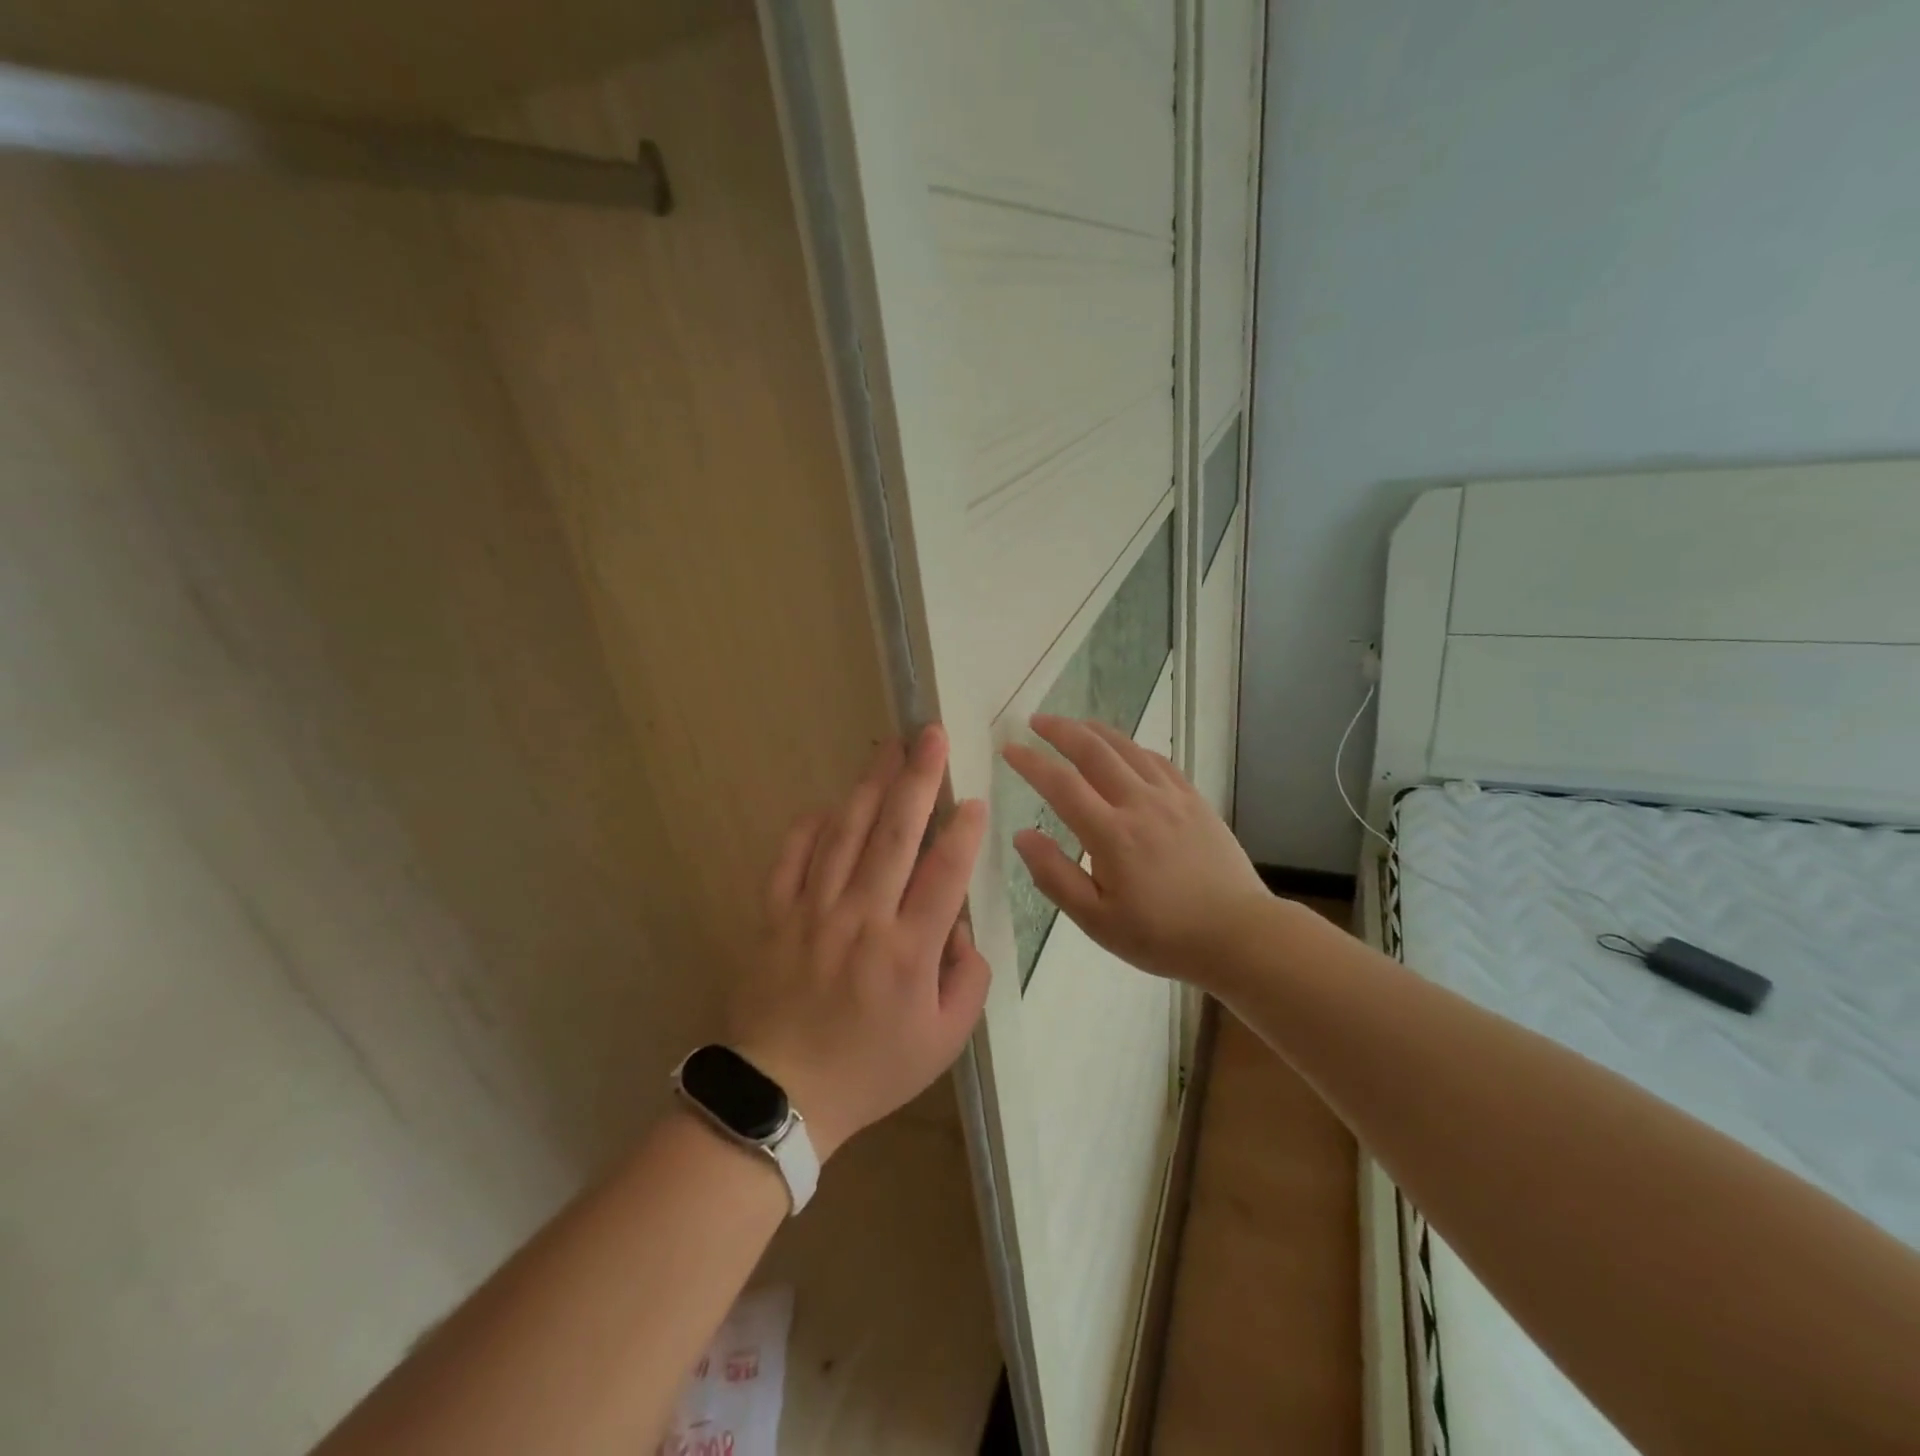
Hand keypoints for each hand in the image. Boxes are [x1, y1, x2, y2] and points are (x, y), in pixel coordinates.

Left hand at [727, 725, 991, 1160]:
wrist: (782, 1095)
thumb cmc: (871, 1069)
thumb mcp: (944, 1041)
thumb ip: (969, 979)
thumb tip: (961, 926)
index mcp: (908, 951)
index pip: (944, 873)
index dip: (963, 831)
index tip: (974, 798)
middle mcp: (862, 919)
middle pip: (895, 834)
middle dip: (917, 778)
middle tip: (931, 735)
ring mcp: (813, 912)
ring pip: (845, 833)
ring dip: (869, 785)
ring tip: (887, 748)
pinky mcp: (775, 915)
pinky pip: (791, 857)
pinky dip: (810, 826)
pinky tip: (828, 804)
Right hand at [1001, 715, 1269, 985]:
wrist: (1239, 935)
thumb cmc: (1161, 935)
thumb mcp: (1097, 921)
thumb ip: (1055, 876)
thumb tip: (1023, 835)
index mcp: (1111, 835)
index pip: (1061, 785)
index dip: (1031, 762)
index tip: (1009, 748)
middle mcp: (1140, 804)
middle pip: (1094, 752)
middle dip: (1061, 731)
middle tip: (1036, 720)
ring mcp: (1172, 798)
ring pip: (1128, 749)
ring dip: (1096, 731)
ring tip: (1074, 724)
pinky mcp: (1195, 801)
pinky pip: (1159, 761)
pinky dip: (1134, 748)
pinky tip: (1125, 749)